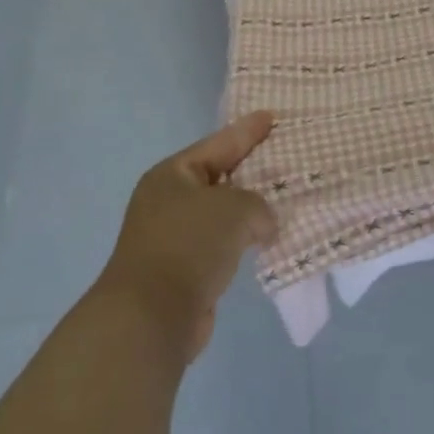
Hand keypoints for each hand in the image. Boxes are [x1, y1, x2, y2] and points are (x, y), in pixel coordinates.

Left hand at [96, 111, 279, 358]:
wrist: (151, 316)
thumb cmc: (190, 245)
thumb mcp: (235, 208)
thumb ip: (258, 205)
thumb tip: (262, 226)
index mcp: (173, 174)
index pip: (218, 144)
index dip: (246, 131)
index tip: (271, 116)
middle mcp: (168, 200)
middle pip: (218, 177)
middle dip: (250, 170)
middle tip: (282, 155)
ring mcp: (172, 236)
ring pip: (220, 214)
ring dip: (248, 211)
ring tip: (282, 200)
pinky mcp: (183, 270)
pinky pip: (221, 244)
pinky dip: (242, 240)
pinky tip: (266, 240)